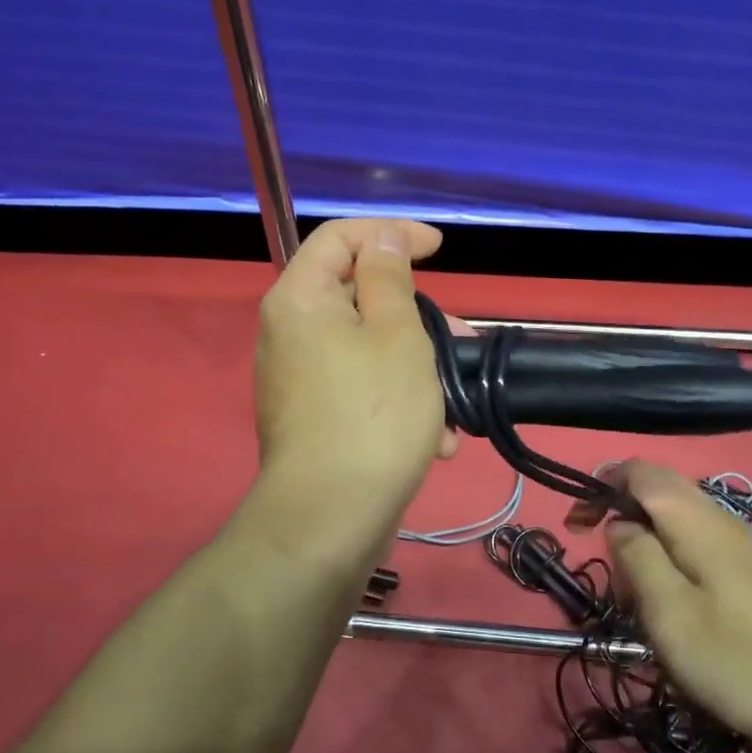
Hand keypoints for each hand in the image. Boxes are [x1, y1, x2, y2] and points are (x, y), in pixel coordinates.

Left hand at [250, 219, 454, 560]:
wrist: (331, 519)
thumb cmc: (374, 414)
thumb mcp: (397, 334)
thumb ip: (389, 277)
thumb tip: (381, 239)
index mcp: (301, 299)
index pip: (340, 237)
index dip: (391, 233)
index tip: (438, 249)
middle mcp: (290, 333)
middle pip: (358, 296)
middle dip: (417, 316)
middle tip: (461, 340)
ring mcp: (299, 379)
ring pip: (368, 348)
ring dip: (417, 366)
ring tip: (456, 403)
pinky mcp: (313, 418)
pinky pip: (360, 388)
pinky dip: (398, 399)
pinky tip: (436, 438)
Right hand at [605, 461, 751, 752]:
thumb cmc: (733, 658)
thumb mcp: (668, 610)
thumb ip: (636, 554)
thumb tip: (619, 523)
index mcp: (695, 519)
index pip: (639, 471)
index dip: (601, 486)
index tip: (576, 527)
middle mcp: (718, 518)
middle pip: (658, 489)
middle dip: (620, 513)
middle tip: (604, 562)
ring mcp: (738, 543)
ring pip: (675, 517)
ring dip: (644, 540)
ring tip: (633, 592)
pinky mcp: (747, 569)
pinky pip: (695, 542)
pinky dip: (668, 557)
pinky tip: (670, 601)